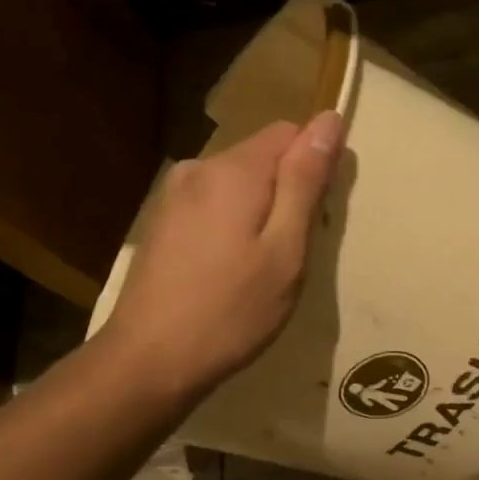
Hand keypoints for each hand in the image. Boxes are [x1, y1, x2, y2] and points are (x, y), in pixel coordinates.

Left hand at [101, 111, 343, 396]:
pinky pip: (214, 204)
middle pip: (263, 156)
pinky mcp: (162, 222)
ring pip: (239, 183)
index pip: (291, 132)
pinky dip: (234, 225)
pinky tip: (231, 269)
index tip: (320, 216)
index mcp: (234, 170)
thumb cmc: (232, 310)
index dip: (316, 165)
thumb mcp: (285, 249)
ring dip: (261, 210)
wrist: (149, 360)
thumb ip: (306, 181)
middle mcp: (199, 168)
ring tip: (264, 266)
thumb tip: (329, 119)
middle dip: (289, 191)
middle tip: (294, 251)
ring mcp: (174, 195)